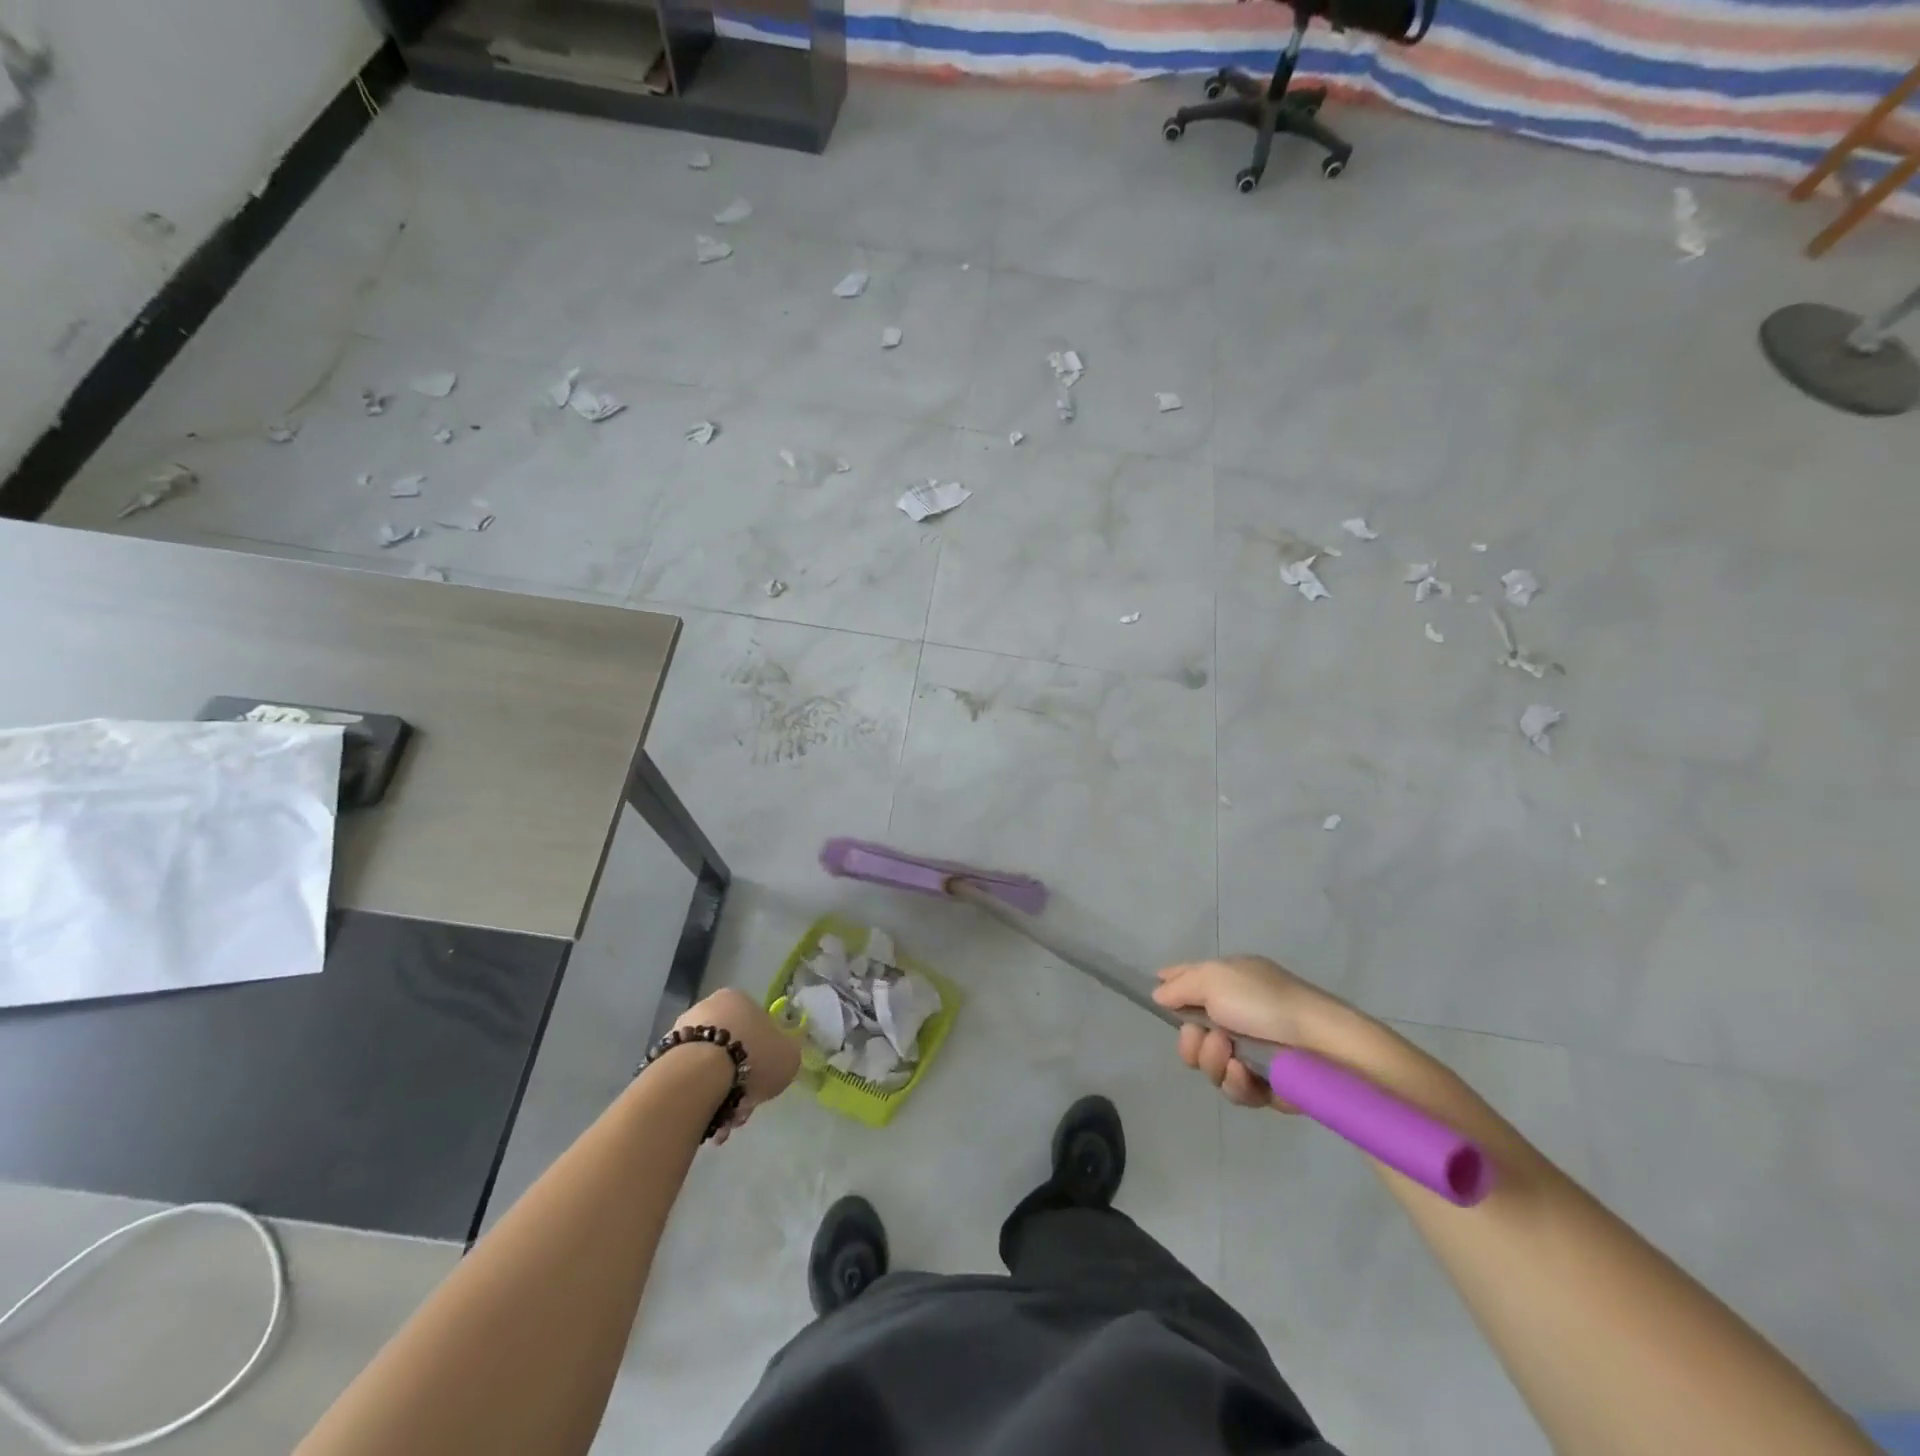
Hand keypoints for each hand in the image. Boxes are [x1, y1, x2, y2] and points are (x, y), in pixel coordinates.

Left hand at [675, 987, 800, 1141]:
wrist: (697, 1078)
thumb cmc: (751, 1056)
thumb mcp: (789, 1056)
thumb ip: (786, 1053)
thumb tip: (780, 1055)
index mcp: (737, 998)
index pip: (756, 1027)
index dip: (764, 1058)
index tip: (764, 1082)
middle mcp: (706, 1008)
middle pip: (731, 1050)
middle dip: (739, 1084)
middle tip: (743, 1111)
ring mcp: (679, 1033)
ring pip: (708, 1070)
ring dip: (719, 1097)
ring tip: (723, 1126)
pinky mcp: (660, 1059)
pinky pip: (688, 1083)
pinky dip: (698, 1102)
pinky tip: (706, 1123)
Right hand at [1152, 956, 1359, 1110]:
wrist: (1322, 1046)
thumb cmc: (1266, 1002)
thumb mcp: (1215, 977)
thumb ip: (1180, 986)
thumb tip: (1159, 994)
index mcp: (1227, 982)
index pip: (1187, 982)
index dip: (1169, 992)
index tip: (1159, 1005)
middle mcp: (1235, 1015)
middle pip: (1190, 1035)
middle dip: (1190, 1041)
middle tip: (1204, 1037)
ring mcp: (1249, 1051)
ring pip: (1208, 1066)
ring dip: (1213, 1061)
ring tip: (1232, 1055)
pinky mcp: (1264, 1085)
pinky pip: (1233, 1089)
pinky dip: (1236, 1082)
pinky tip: (1246, 1073)